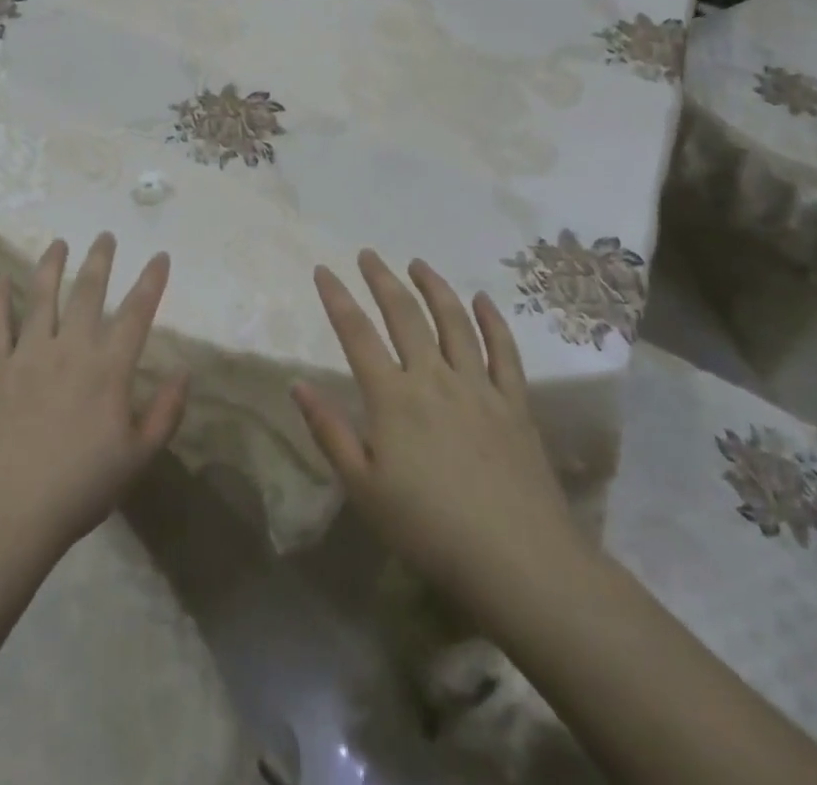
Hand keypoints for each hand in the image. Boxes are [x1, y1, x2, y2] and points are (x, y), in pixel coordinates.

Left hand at [0, 234, 187, 561]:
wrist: (7, 514)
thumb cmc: (79, 489)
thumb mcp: (138, 458)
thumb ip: (166, 412)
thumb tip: (184, 372)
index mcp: (108, 369)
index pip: (136, 313)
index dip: (151, 281)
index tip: (160, 256)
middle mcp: (69, 348)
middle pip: (88, 292)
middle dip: (100, 260)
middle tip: (105, 235)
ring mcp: (28, 354)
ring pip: (41, 297)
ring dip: (51, 266)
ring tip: (58, 243)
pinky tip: (1, 280)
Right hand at [292, 251, 582, 603]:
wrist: (519, 562)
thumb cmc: (429, 529)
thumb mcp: (363, 488)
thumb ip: (330, 431)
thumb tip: (297, 384)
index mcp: (393, 397)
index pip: (356, 333)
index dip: (337, 297)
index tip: (323, 269)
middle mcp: (434, 378)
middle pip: (405, 314)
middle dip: (382, 279)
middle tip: (368, 254)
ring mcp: (479, 387)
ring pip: (454, 321)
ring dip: (434, 287)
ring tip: (418, 264)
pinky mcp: (515, 403)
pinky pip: (504, 351)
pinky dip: (492, 321)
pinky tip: (483, 300)